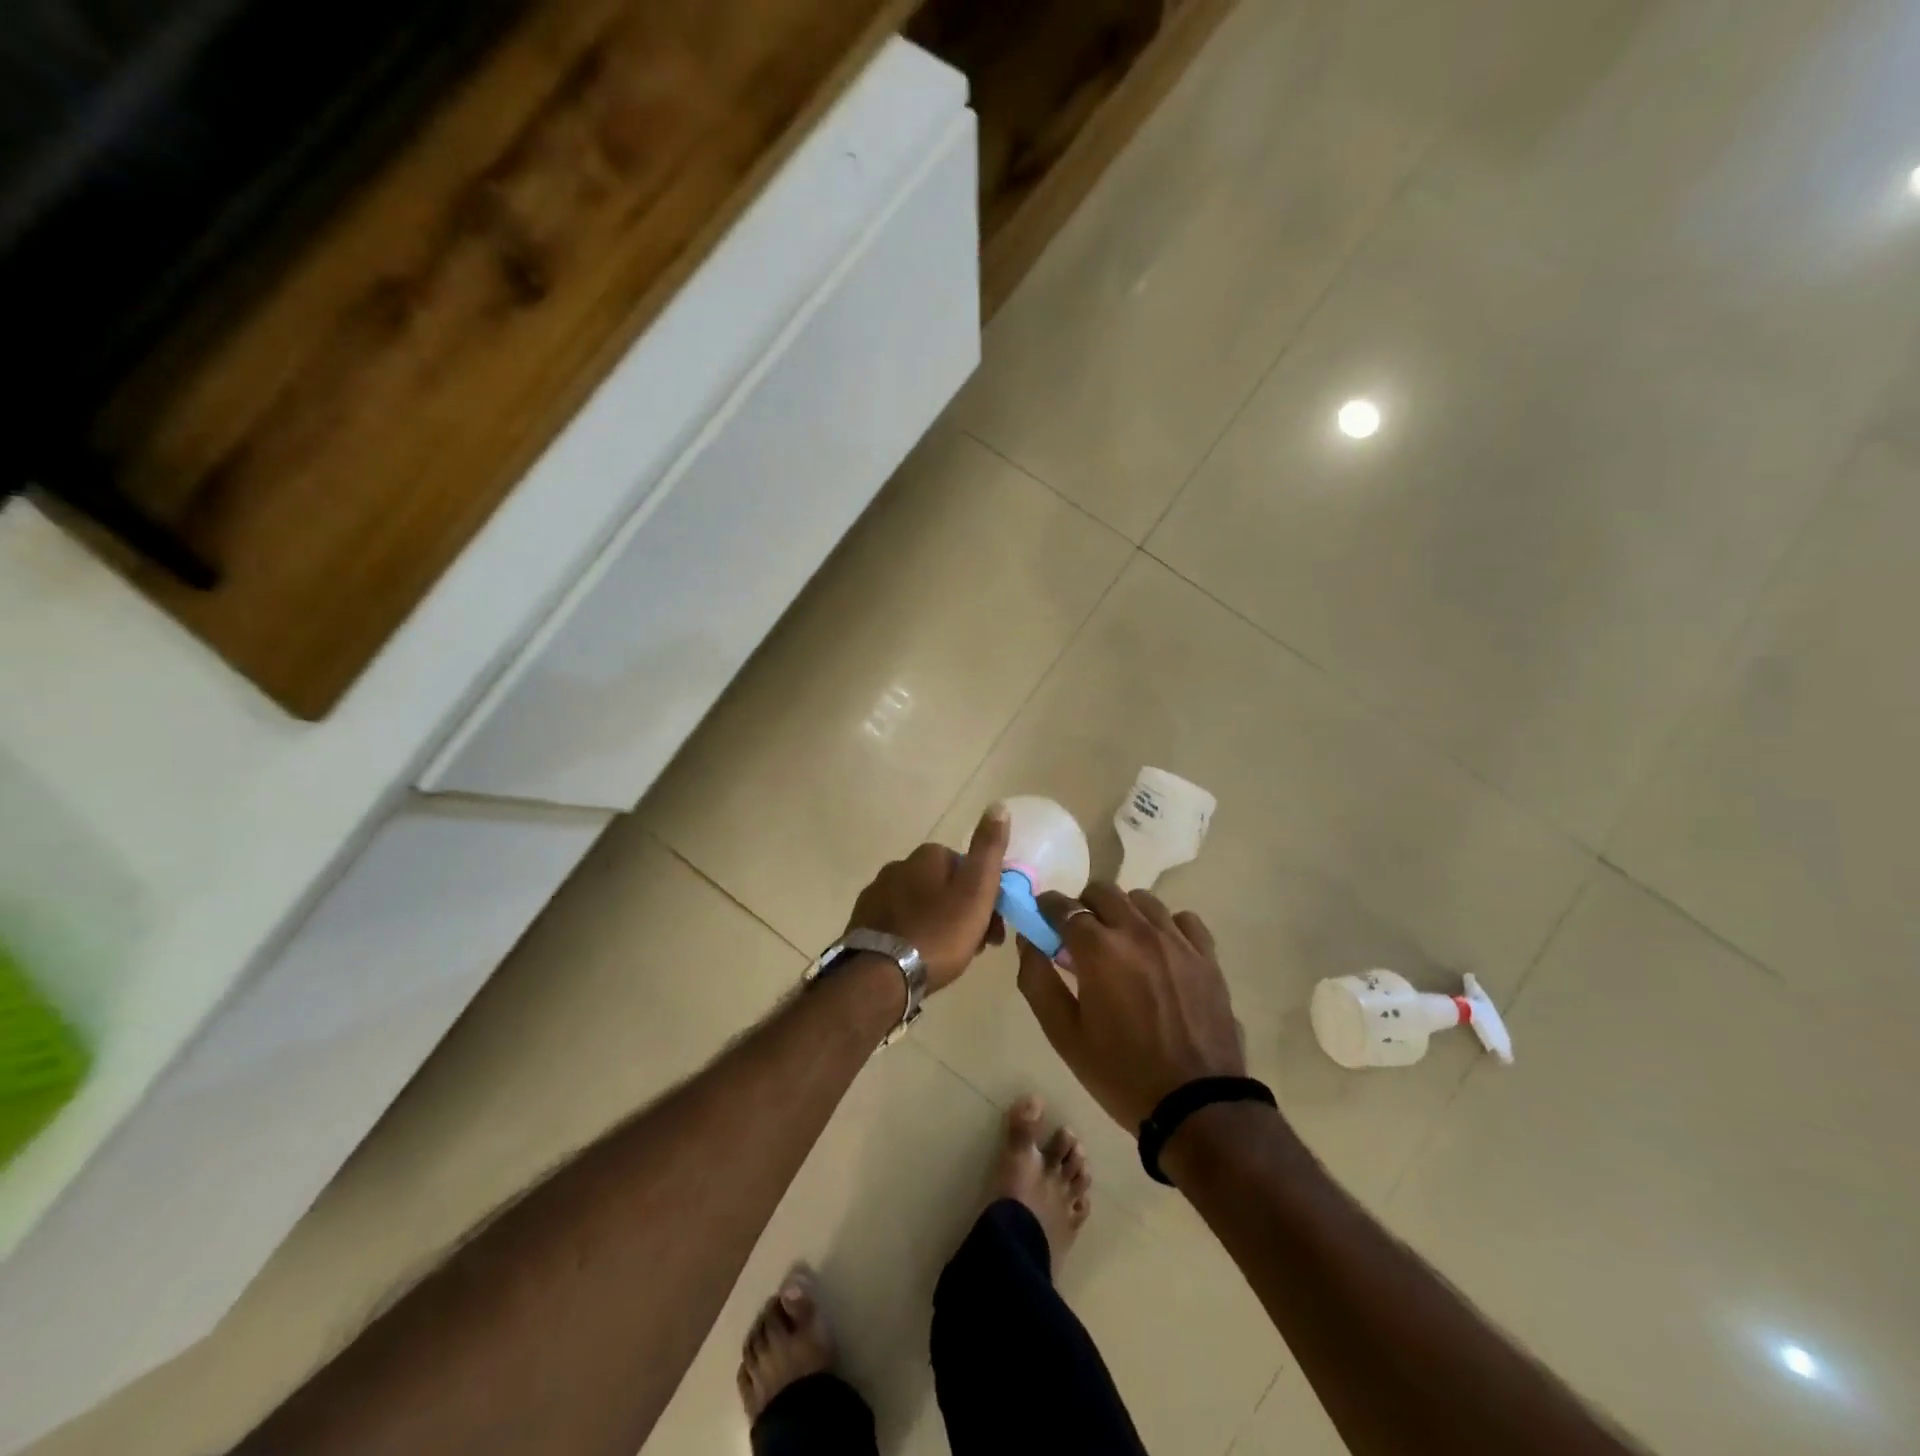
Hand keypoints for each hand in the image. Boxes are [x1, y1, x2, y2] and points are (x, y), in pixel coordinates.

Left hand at [844, 803, 1008, 991]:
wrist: (880, 976)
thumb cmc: (938, 933)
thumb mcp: (976, 891)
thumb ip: (989, 850)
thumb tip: (999, 806)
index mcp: (926, 856)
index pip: (966, 866)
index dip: (985, 895)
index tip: (994, 926)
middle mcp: (898, 866)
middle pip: (942, 886)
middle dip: (962, 911)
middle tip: (977, 947)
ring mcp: (876, 894)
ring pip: (921, 905)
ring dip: (938, 924)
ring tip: (949, 959)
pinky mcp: (862, 922)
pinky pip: (899, 924)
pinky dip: (913, 935)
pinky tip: (918, 959)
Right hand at [1015, 883, 1243, 1130]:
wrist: (1196, 1106)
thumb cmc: (1121, 1073)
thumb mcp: (1064, 1035)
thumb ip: (1037, 980)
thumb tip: (1028, 940)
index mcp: (1099, 949)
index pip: (1063, 906)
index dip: (1047, 907)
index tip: (1042, 917)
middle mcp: (1137, 931)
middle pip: (1103, 891)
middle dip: (1083, 905)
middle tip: (1078, 935)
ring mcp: (1177, 940)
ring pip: (1142, 900)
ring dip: (1123, 912)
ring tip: (1120, 943)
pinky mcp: (1206, 956)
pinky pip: (1182, 919)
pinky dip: (1165, 925)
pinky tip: (1160, 950)